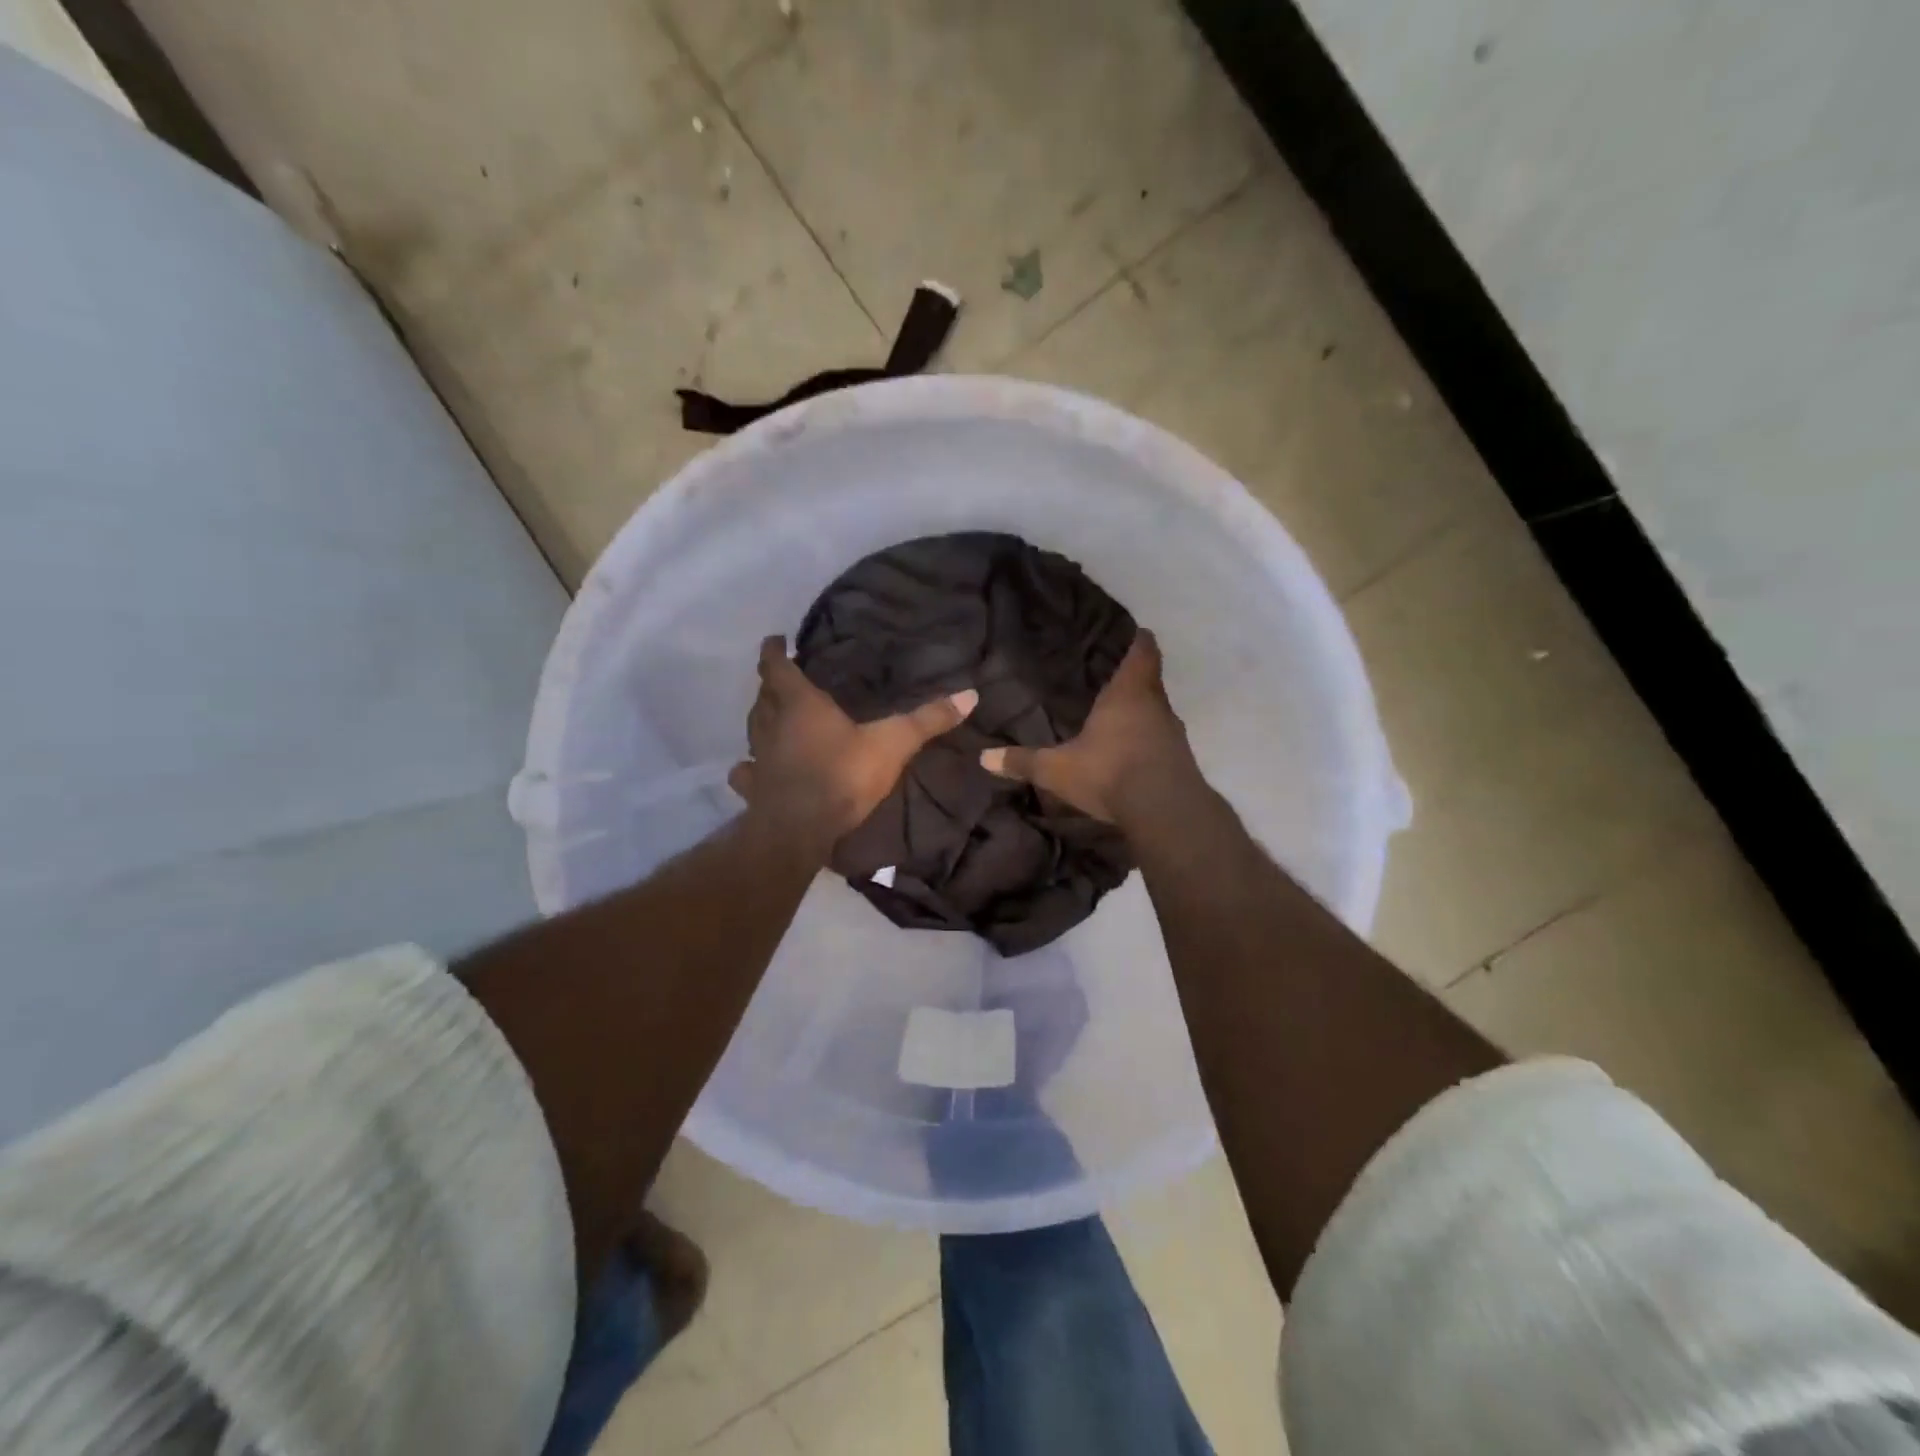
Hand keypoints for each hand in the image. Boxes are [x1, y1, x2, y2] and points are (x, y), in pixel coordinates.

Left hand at [729, 636, 976, 858]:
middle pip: (762, 697)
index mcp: (800, 705)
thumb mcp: (893, 743)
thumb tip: (971, 694)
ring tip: (769, 717)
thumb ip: (928, 719)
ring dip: (758, 720)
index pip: (778, 668)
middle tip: (779, 679)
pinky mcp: (753, 788)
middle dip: (769, 685)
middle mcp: (772, 725)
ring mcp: (758, 758)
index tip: (775, 640)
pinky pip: (745, 772)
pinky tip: (750, 770)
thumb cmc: (843, 775)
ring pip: (752, 730)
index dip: (774, 652)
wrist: (801, 829)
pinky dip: (747, 767)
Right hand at [980, 630, 1195, 827]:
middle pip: (1149, 682)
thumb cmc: (1109, 772)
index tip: (1132, 633)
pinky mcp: (1181, 760)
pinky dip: (1147, 741)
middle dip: (1131, 680)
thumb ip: (1023, 761)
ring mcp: (1173, 733)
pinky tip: (1130, 753)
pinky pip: (1162, 740)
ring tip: (1116, 718)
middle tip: (1108, 678)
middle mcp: (1156, 705)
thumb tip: (983, 758)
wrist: (1164, 812)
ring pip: (1156, 712)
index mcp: (1128, 693)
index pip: (1142, 652)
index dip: (1138, 641)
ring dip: (1140, 714)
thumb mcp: (1057, 769)